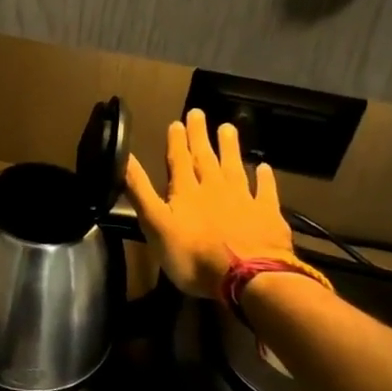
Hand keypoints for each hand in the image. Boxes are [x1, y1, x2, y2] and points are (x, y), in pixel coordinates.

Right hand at [124, 109, 293, 298]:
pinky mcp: (267, 215)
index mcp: (186, 191)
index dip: (177, 141)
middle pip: (206, 157)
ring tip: (228, 127)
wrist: (247, 277)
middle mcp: (214, 188)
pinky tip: (263, 168)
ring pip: (234, 167)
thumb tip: (124, 158)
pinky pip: (265, 191)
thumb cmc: (193, 255)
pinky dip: (264, 178)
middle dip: (200, 136)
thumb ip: (140, 191)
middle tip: (199, 113)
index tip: (177, 122)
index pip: (179, 160)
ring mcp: (243, 199)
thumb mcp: (155, 225)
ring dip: (230, 147)